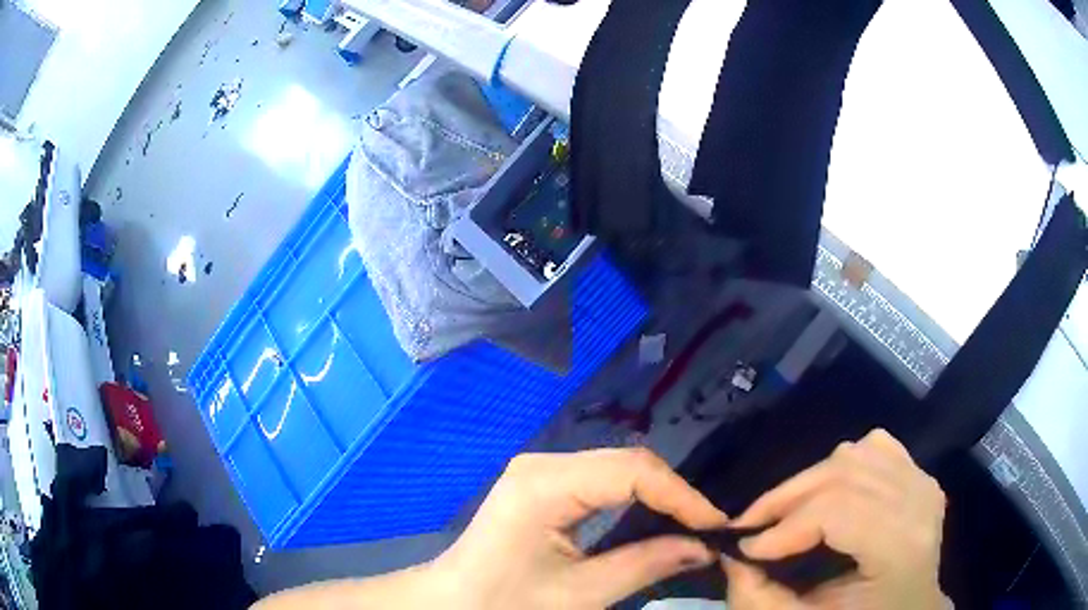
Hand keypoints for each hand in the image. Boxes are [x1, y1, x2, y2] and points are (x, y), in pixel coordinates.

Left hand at [432, 448, 727, 608]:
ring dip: (657, 495)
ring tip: (689, 525)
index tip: (715, 525)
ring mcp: (540, 470)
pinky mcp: (542, 483)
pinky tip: (652, 519)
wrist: (452, 602)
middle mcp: (543, 464)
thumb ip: (645, 565)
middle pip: (626, 464)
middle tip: (706, 528)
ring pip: (617, 469)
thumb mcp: (579, 595)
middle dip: (672, 494)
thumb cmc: (506, 603)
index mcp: (545, 485)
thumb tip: (705, 547)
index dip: (681, 495)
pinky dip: (634, 498)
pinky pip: (601, 480)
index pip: (632, 471)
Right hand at [724, 429, 948, 609]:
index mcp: (901, 547)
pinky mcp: (919, 472)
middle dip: (787, 498)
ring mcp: (923, 480)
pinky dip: (842, 464)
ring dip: (811, 481)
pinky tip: (830, 492)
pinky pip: (875, 447)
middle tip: (751, 525)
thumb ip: (762, 599)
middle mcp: (919, 502)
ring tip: (785, 513)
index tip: (745, 548)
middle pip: (844, 473)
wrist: (910, 608)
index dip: (786, 526)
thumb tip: (731, 557)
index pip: (839, 510)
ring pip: (855, 453)